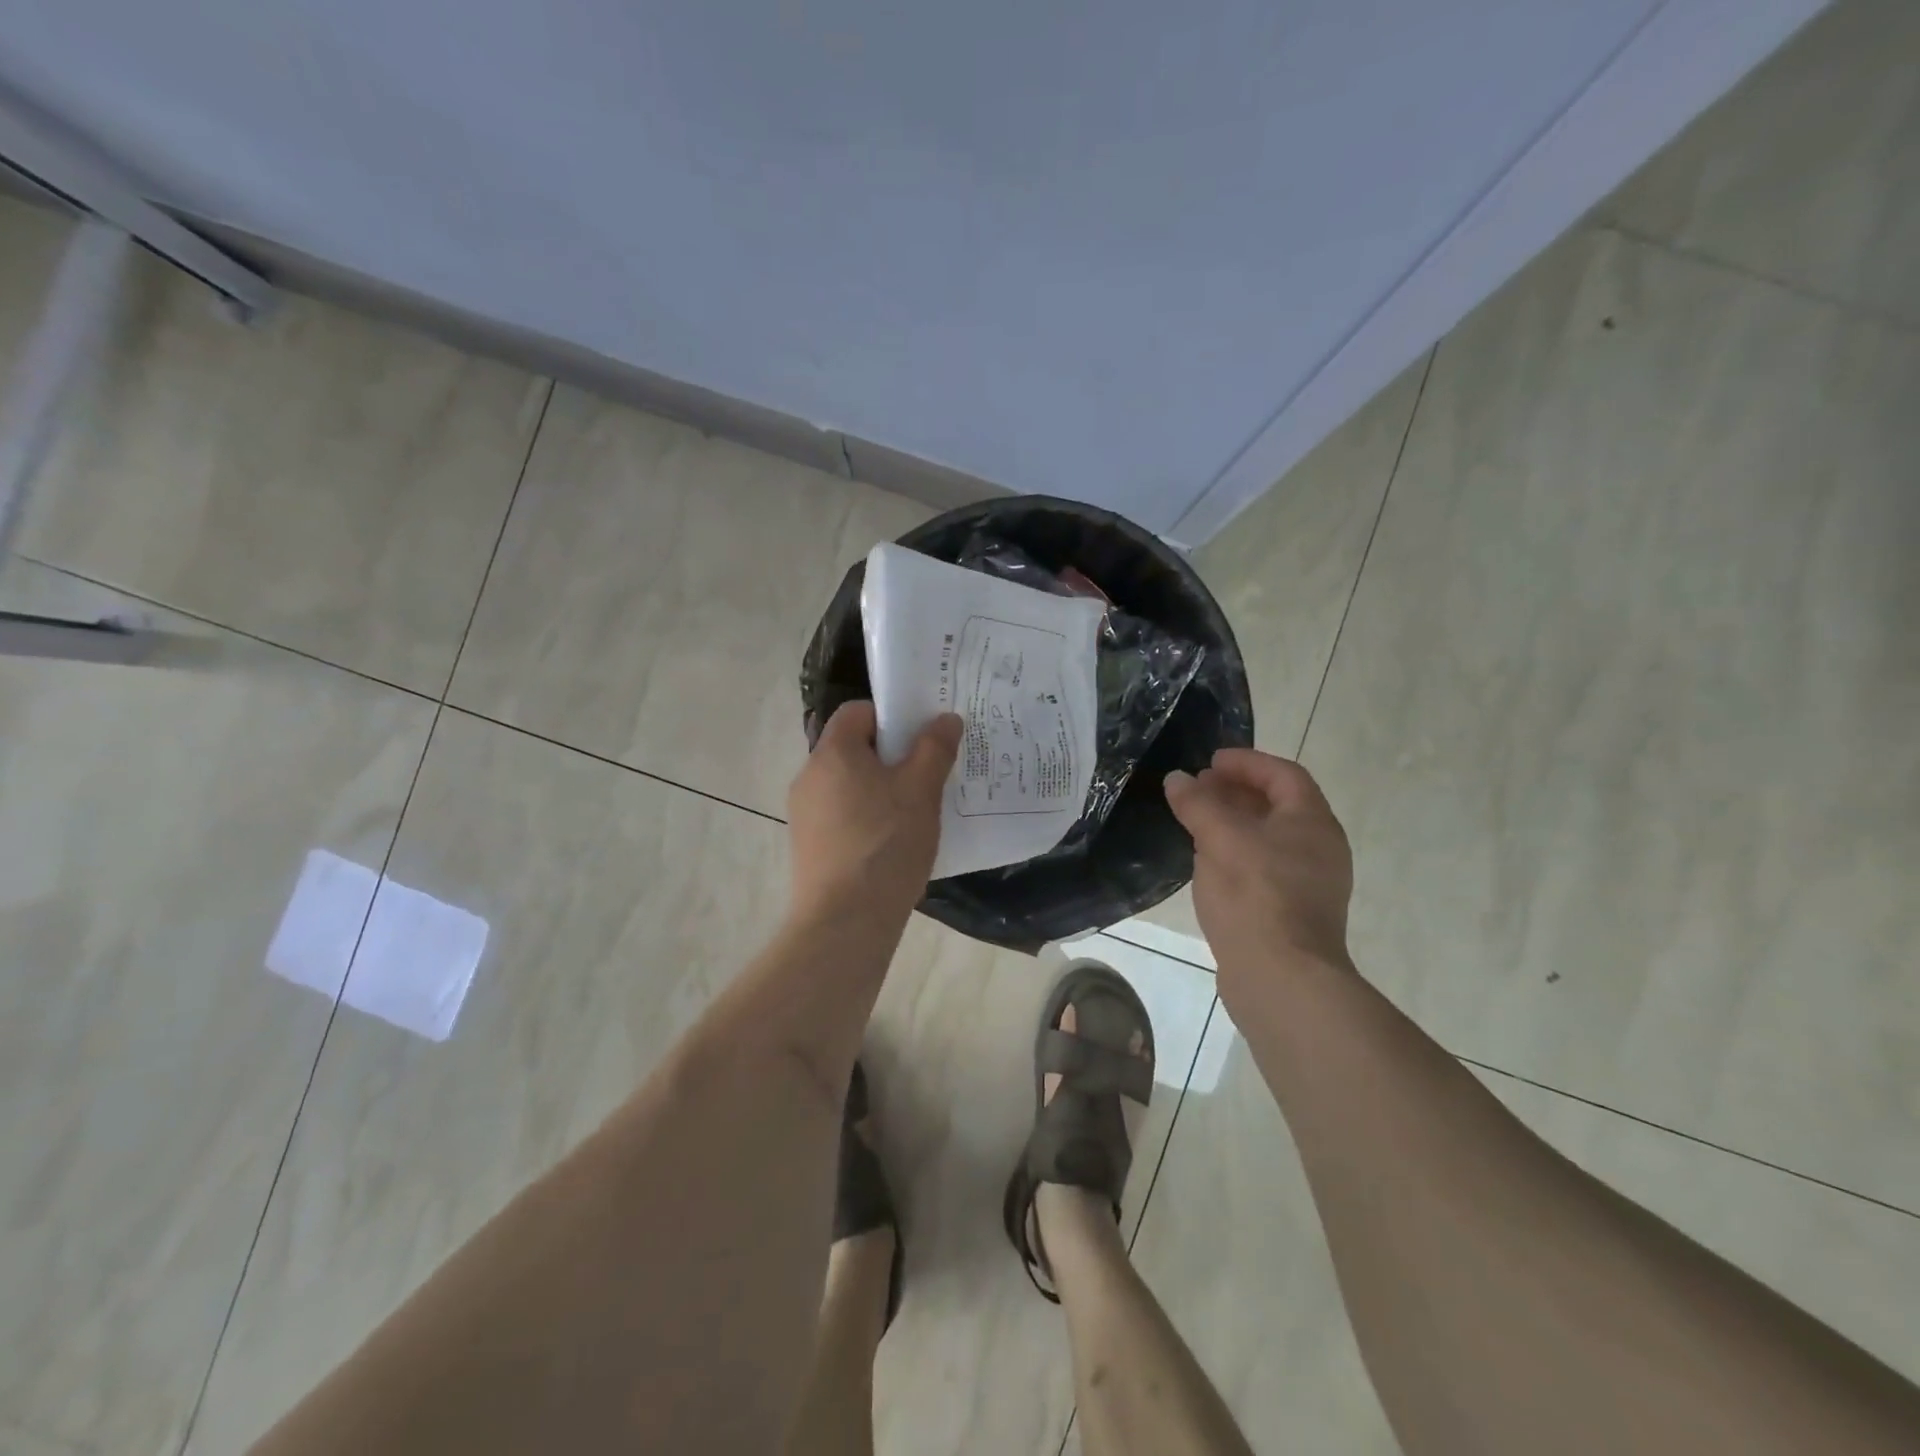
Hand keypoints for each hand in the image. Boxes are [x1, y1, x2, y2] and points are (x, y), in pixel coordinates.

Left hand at [787, 701, 962, 927]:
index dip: (892, 717)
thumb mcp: (921, 791)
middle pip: (853, 748)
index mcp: (833, 753)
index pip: (858, 711)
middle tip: (926, 776)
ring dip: (879, 790)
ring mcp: (804, 813)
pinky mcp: (808, 845)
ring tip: (914, 813)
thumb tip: (945, 718)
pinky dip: (865, 818)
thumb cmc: (886, 844)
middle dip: (890, 757)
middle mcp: (809, 776)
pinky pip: (841, 815)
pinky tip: (891, 844)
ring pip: (848, 785)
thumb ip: (934, 748)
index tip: (921, 739)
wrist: (845, 920)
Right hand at [1164, 748, 1354, 1004]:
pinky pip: (1263, 866)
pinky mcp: (1291, 912)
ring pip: (1268, 838)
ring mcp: (1308, 884)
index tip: (1210, 761)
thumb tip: (1178, 779)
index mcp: (1312, 823)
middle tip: (1197, 788)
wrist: (1282, 979)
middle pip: (1278, 805)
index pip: (1283, 775)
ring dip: (1233, 822)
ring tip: (1195, 821)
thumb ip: (1198, 804)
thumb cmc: (1256, 896)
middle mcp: (1319, 849)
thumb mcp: (1220, 839)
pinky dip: (1236, 852)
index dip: (1247, 762)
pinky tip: (1207, 862)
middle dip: (1236, 791)